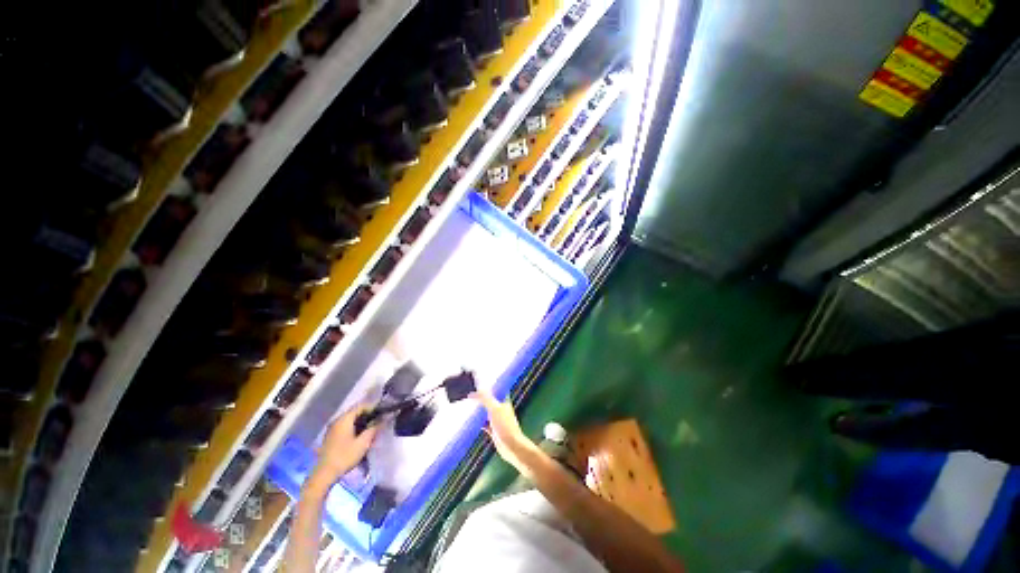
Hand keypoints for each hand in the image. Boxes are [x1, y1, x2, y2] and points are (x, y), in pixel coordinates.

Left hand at [307, 405, 377, 493]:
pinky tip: (360, 438)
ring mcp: (332, 429)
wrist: (324, 474)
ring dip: (361, 423)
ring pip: (350, 421)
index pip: (361, 406)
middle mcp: (337, 421)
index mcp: (344, 419)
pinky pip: (345, 428)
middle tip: (378, 423)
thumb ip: (374, 428)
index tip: (382, 413)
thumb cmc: (345, 456)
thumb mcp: (363, 442)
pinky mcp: (331, 437)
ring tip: (371, 431)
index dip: (373, 407)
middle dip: (368, 416)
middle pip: (355, 413)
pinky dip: (354, 429)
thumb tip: (384, 418)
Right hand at [472, 391, 540, 477]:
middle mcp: (501, 409)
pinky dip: (478, 422)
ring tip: (468, 406)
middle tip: (470, 394)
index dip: (488, 387)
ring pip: (486, 412)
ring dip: (479, 410)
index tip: (478, 384)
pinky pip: (484, 424)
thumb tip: (473, 392)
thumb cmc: (506, 426)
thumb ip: (485, 399)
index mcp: (504, 401)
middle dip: (481, 398)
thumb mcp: (495, 409)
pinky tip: (471, 422)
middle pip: (490, 401)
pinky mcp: (493, 431)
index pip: (495, 390)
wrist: (512, 447)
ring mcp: (497, 420)